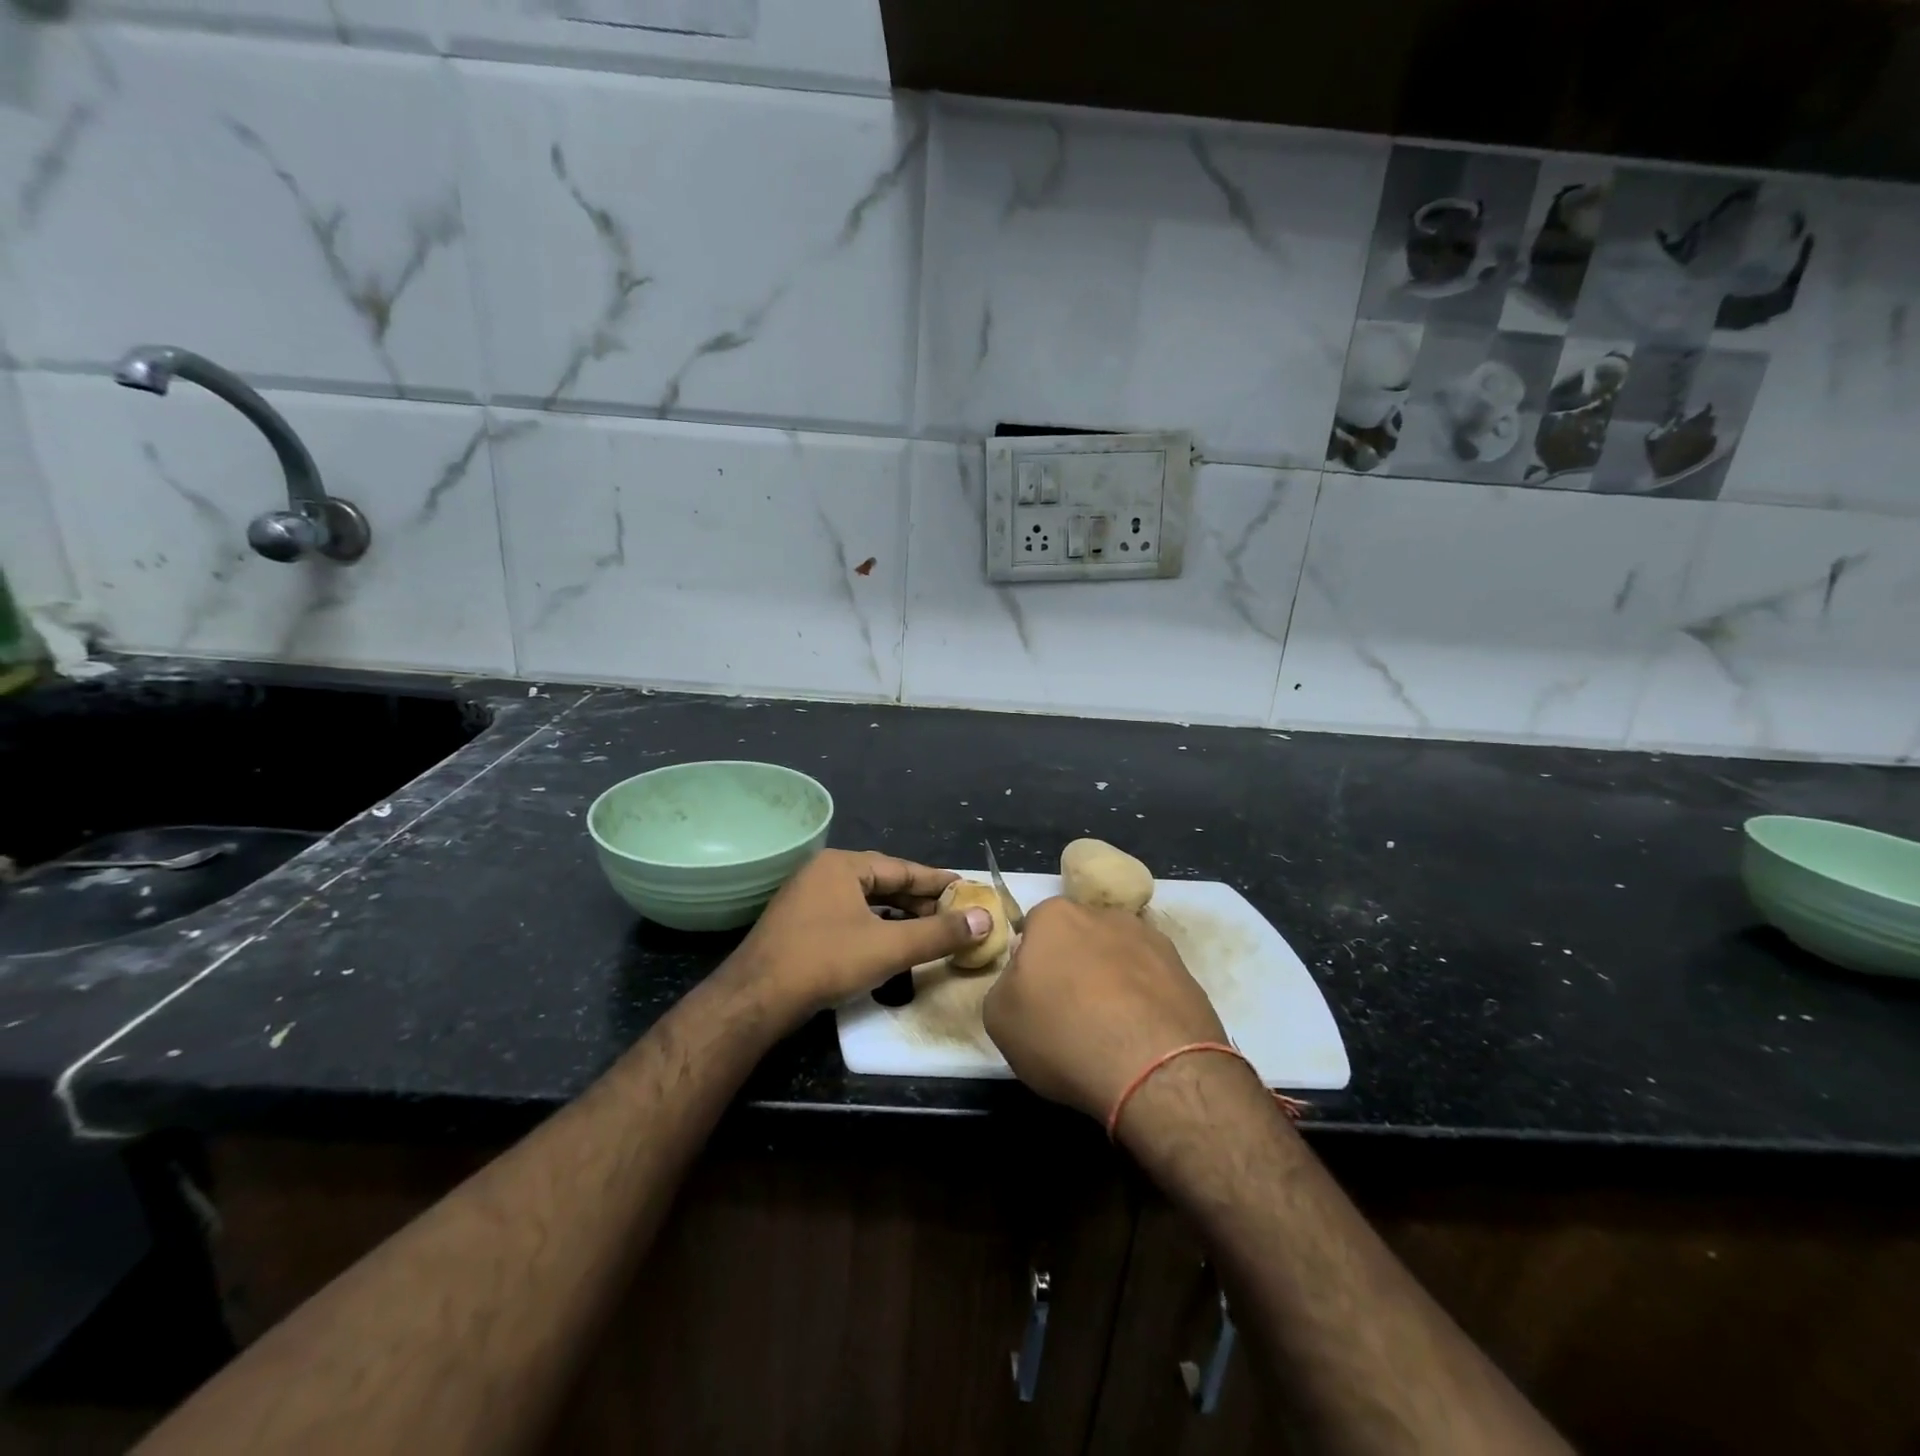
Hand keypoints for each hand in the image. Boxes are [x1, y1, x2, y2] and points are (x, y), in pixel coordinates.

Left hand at [729, 850, 991, 1018]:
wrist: (755, 999)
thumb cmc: (826, 961)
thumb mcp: (889, 947)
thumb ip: (939, 933)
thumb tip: (985, 920)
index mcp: (842, 865)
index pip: (902, 868)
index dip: (936, 881)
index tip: (966, 888)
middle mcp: (823, 873)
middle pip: (882, 882)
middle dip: (918, 899)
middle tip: (953, 913)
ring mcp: (806, 898)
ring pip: (863, 900)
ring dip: (896, 914)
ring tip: (927, 928)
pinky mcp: (798, 924)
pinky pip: (847, 915)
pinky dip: (873, 925)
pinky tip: (888, 942)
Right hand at [983, 898, 1229, 1123]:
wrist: (1155, 1070)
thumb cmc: (1064, 1035)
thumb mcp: (999, 1018)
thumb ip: (1004, 986)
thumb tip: (1024, 982)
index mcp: (1055, 915)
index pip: (1033, 930)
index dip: (1030, 965)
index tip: (1034, 999)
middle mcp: (1104, 914)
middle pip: (1078, 939)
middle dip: (1072, 968)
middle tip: (1069, 1015)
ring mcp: (1151, 940)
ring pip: (1118, 958)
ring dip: (1111, 984)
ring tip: (1110, 1032)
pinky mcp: (1186, 972)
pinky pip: (1151, 984)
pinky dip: (1144, 1004)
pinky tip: (1140, 1039)